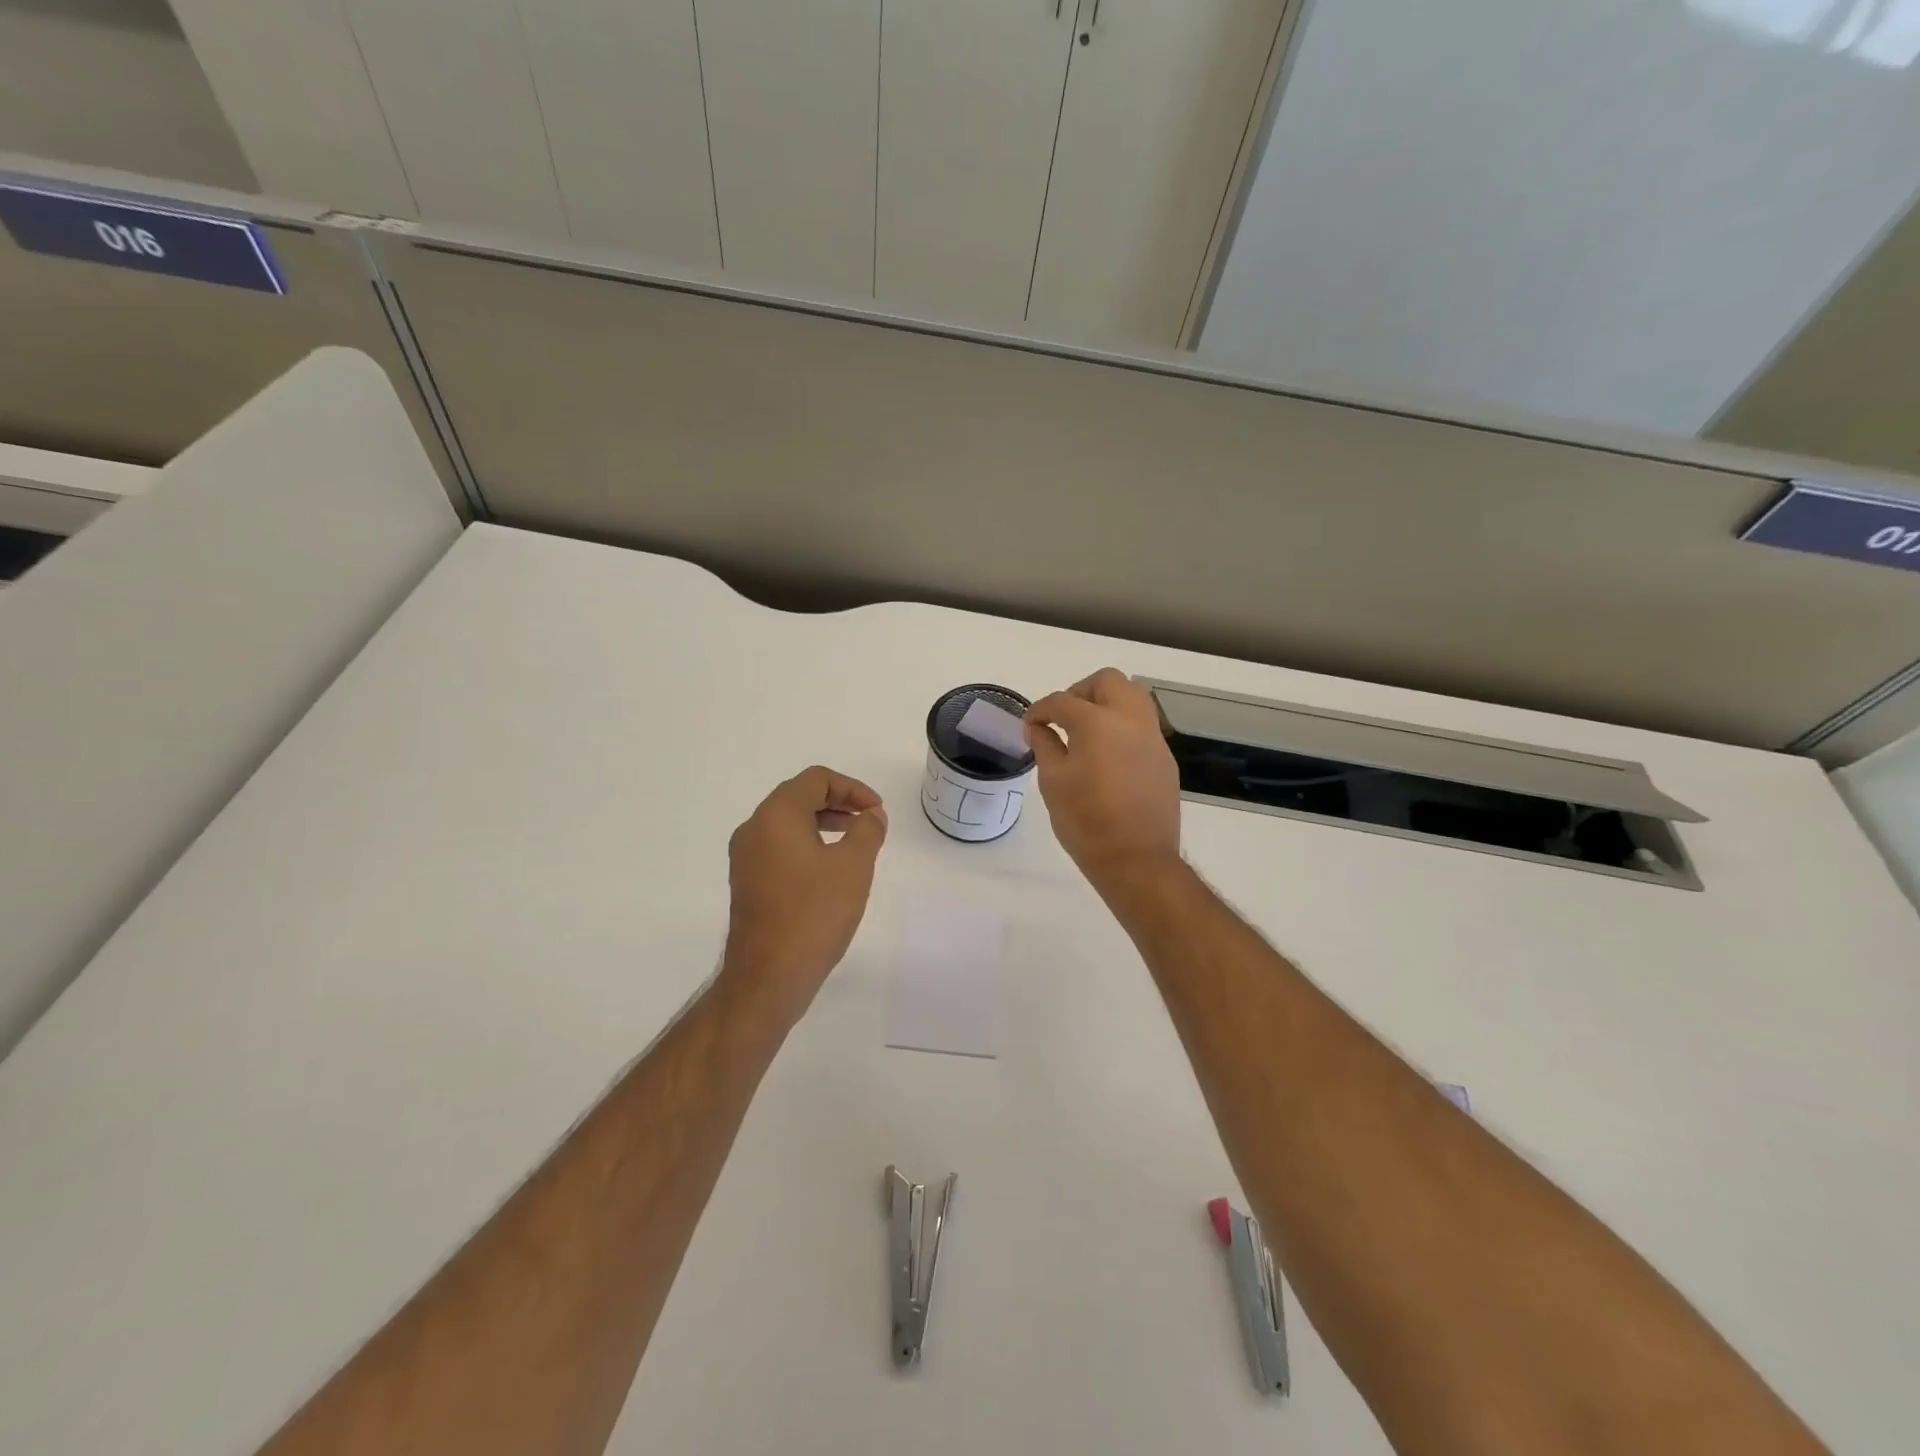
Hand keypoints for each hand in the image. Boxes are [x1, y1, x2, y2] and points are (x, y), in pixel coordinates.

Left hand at [721, 766, 888, 1027]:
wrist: (769, 976)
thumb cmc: (814, 913)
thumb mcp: (853, 866)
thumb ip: (867, 830)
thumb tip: (871, 815)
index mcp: (775, 816)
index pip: (816, 779)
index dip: (852, 788)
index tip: (877, 811)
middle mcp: (754, 829)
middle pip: (799, 797)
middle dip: (839, 803)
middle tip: (870, 822)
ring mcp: (746, 858)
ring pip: (788, 824)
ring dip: (824, 824)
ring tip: (855, 843)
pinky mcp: (747, 883)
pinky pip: (779, 848)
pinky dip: (807, 845)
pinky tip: (830, 871)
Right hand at [1025, 669, 1181, 888]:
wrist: (1136, 859)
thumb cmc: (1086, 821)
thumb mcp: (1053, 782)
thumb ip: (1045, 745)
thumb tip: (1038, 727)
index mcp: (1097, 723)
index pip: (1062, 701)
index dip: (1040, 710)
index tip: (1030, 726)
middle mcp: (1130, 719)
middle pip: (1107, 681)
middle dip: (1080, 692)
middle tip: (1063, 718)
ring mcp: (1153, 737)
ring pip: (1132, 696)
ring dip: (1106, 703)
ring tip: (1087, 732)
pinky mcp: (1164, 757)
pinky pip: (1142, 725)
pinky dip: (1122, 726)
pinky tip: (1108, 756)